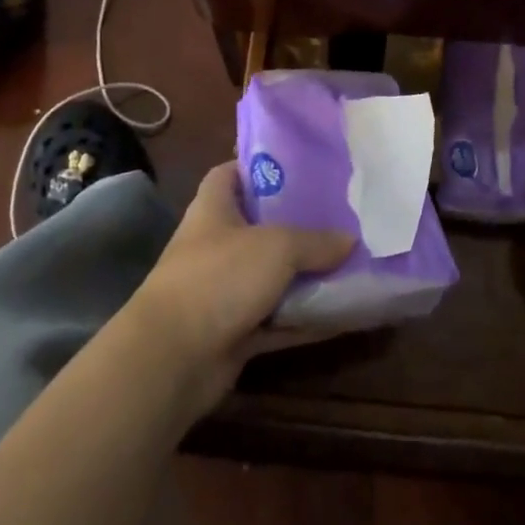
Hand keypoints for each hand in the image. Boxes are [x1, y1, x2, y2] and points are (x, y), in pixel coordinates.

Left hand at [128, 163, 354, 415]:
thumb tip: (350, 240)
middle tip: (340, 216)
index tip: (299, 167)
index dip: (259, 167)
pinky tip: (343, 315)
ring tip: (352, 262)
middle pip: (260, 226)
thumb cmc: (219, 278)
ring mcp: (224, 291)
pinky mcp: (234, 331)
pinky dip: (306, 319)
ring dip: (307, 276)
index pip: (230, 174)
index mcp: (213, 209)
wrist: (172, 358)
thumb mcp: (276, 247)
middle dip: (297, 223)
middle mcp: (216, 246)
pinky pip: (278, 320)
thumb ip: (316, 241)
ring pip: (273, 276)